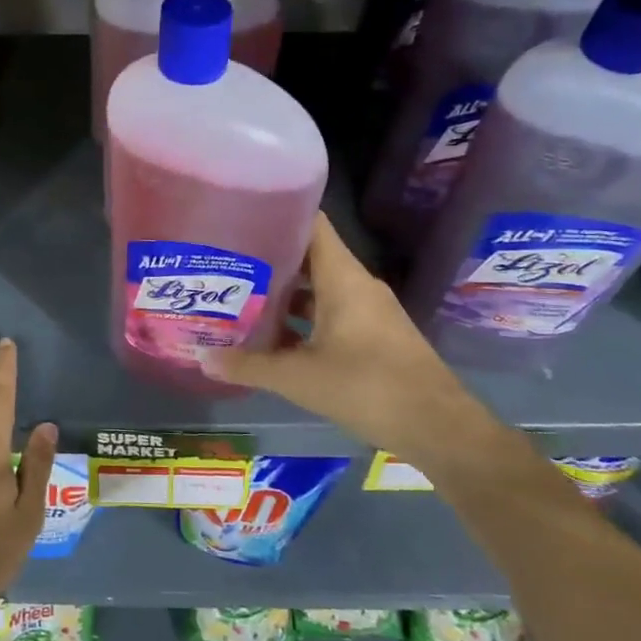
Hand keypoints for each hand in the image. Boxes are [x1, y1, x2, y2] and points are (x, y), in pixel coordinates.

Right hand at [204, 212, 470, 455]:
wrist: (438, 427)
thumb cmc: (367, 387)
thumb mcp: (299, 378)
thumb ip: (249, 366)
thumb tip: (202, 359)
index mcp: (342, 277)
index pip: (311, 223)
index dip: (278, 213)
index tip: (241, 214)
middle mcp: (357, 285)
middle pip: (309, 256)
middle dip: (269, 259)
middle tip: (227, 261)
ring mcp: (369, 310)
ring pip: (319, 288)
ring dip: (285, 293)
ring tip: (241, 296)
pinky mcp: (374, 335)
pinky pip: (331, 313)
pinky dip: (303, 319)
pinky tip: (274, 336)